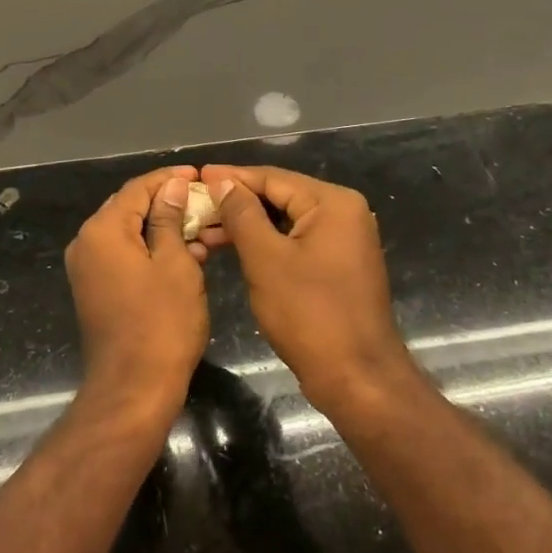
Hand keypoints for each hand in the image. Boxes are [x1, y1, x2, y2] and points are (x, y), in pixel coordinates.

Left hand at [64, 166, 209, 418]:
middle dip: (170, 203)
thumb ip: (170, 219)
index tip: (200, 176)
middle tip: (207, 202)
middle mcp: (87, 243)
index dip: (169, 179)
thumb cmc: (162, 323)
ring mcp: (89, 268)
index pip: (137, 189)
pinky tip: (189, 255)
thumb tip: (172, 186)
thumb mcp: (176, 264)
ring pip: (131, 234)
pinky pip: (126, 257)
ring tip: (207, 229)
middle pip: (130, 209)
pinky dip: (154, 252)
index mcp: (102, 230)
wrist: (133, 389)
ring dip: (166, 229)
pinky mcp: (96, 289)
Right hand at [200, 164, 416, 410]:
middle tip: (195, 205)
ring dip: (246, 225)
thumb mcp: (265, 258)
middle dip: (236, 202)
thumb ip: (242, 213)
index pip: (273, 178)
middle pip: (280, 197)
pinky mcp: (337, 266)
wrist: (356, 377)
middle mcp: (344, 214)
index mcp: (333, 203)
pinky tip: (233, 249)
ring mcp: (343, 241)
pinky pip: (295, 242)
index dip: (231, 177)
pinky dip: (265, 244)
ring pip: (285, 221)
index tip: (196, 175)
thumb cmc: (308, 313)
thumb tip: (222, 182)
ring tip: (204, 231)